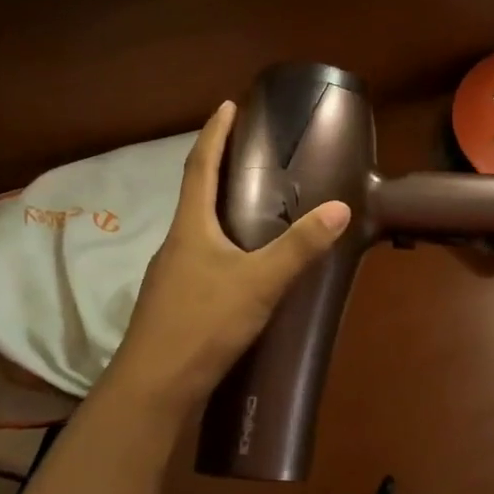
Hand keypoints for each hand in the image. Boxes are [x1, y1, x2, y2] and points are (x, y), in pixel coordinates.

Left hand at [101, 101, 349, 416]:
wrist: (153, 388)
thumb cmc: (203, 323)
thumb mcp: (259, 282)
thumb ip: (300, 247)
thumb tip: (340, 208)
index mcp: (191, 227)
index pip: (200, 166)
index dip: (214, 134)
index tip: (227, 105)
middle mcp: (176, 243)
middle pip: (195, 193)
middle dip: (218, 166)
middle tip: (250, 150)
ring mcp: (171, 274)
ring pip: (197, 228)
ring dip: (218, 206)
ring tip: (251, 201)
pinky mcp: (175, 301)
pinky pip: (200, 255)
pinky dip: (220, 241)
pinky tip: (239, 261)